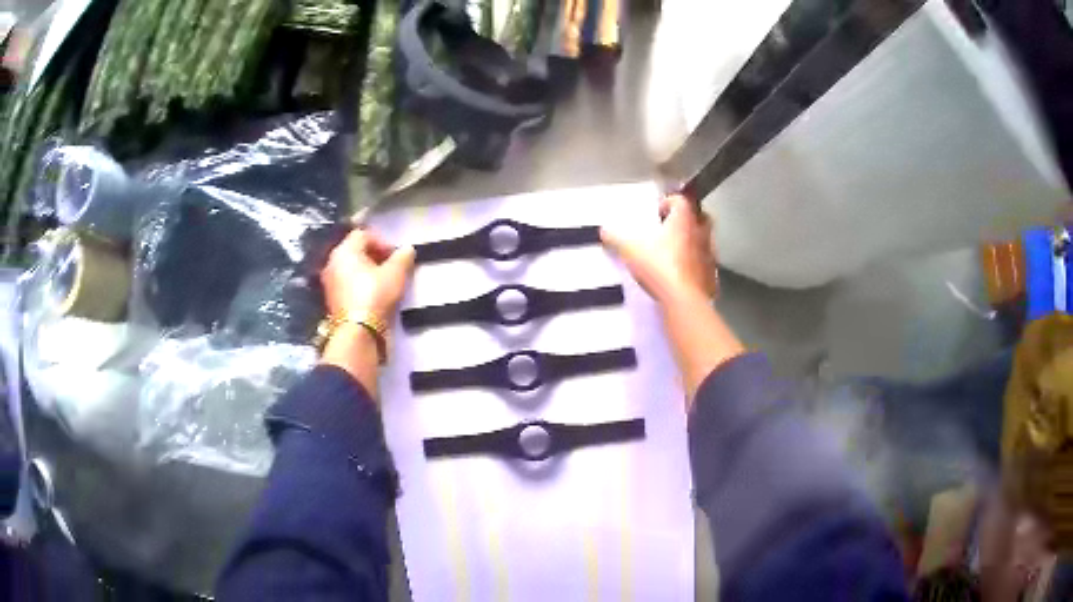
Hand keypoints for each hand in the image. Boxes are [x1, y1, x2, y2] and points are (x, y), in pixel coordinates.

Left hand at [321, 228, 415, 320]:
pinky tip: (371, 296)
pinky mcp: (331, 300)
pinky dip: (358, 285)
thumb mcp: (396, 273)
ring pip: (349, 269)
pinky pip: (346, 284)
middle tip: (390, 267)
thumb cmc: (375, 295)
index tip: (395, 255)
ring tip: (382, 282)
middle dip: (373, 256)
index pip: (363, 235)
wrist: (358, 331)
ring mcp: (329, 282)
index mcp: (345, 250)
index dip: (381, 241)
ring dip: (365, 271)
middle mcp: (332, 262)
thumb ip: (403, 257)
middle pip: (353, 251)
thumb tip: (408, 249)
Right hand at [601, 194, 717, 305]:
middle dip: (686, 219)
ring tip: (675, 253)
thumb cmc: (659, 266)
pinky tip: (683, 275)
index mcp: (684, 220)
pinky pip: (705, 264)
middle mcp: (701, 232)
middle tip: (669, 228)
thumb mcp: (630, 250)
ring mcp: (709, 254)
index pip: (681, 200)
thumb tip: (604, 230)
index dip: (669, 202)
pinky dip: (696, 265)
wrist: (683, 299)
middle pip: (699, 216)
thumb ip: (616, 238)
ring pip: (704, 240)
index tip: (658, 212)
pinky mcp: (712, 275)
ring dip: (692, 242)